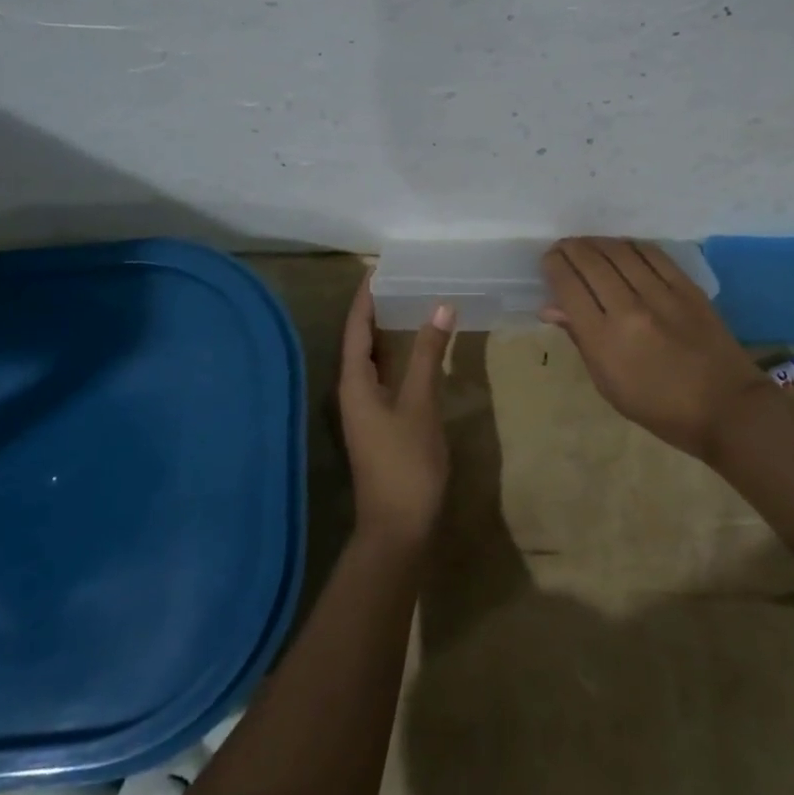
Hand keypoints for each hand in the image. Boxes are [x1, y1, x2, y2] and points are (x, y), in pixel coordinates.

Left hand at [337, 274, 454, 550]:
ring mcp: (366, 409)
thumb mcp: (420, 405)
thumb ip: (429, 356)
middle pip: (361, 341)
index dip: (366, 297)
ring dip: (388, 332)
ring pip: (374, 360)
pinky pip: (385, 377)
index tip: (379, 267)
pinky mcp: (380, 423)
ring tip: (410, 303)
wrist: (398, 527)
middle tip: (401, 279)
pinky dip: (398, 357)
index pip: (357, 328)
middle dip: (377, 310)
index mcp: (354, 383)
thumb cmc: (406, 463)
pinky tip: (418, 351)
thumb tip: (440, 307)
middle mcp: (353, 391)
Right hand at [542, 237, 768, 459]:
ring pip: (619, 252)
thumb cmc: (658, 407)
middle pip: (591, 262)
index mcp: (604, 340)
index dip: (553, 267)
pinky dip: (630, 246)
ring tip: (587, 245)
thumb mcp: (608, 383)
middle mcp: (629, 309)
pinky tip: (621, 248)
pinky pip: (652, 254)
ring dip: (597, 243)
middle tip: (562, 249)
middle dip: (569, 249)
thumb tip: (551, 307)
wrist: (725, 407)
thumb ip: (580, 338)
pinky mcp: (687, 287)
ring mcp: (661, 294)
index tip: (548, 262)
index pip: (568, 287)